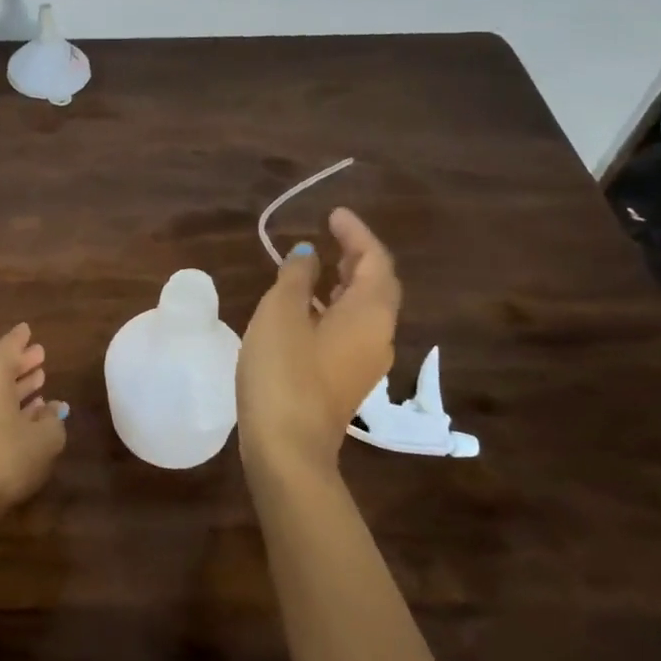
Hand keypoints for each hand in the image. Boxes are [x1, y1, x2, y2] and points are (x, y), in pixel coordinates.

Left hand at [0, 324, 67, 521]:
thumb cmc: (7, 458)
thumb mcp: (45, 439)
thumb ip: (53, 419)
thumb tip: (53, 408)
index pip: (8, 348)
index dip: (20, 339)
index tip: (28, 329)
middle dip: (21, 363)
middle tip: (41, 356)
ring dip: (15, 386)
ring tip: (39, 381)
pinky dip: (6, 405)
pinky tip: (26, 415)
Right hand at [238, 208, 401, 472]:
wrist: (288, 446)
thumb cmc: (284, 371)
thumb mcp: (281, 312)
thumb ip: (296, 277)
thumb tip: (307, 256)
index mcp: (370, 313)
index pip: (375, 261)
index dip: (356, 234)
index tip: (334, 214)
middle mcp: (378, 335)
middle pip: (377, 285)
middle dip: (357, 257)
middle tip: (331, 236)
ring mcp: (366, 362)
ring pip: (365, 310)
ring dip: (346, 284)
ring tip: (317, 267)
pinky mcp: (347, 381)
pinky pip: (350, 331)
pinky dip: (335, 309)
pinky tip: (307, 310)